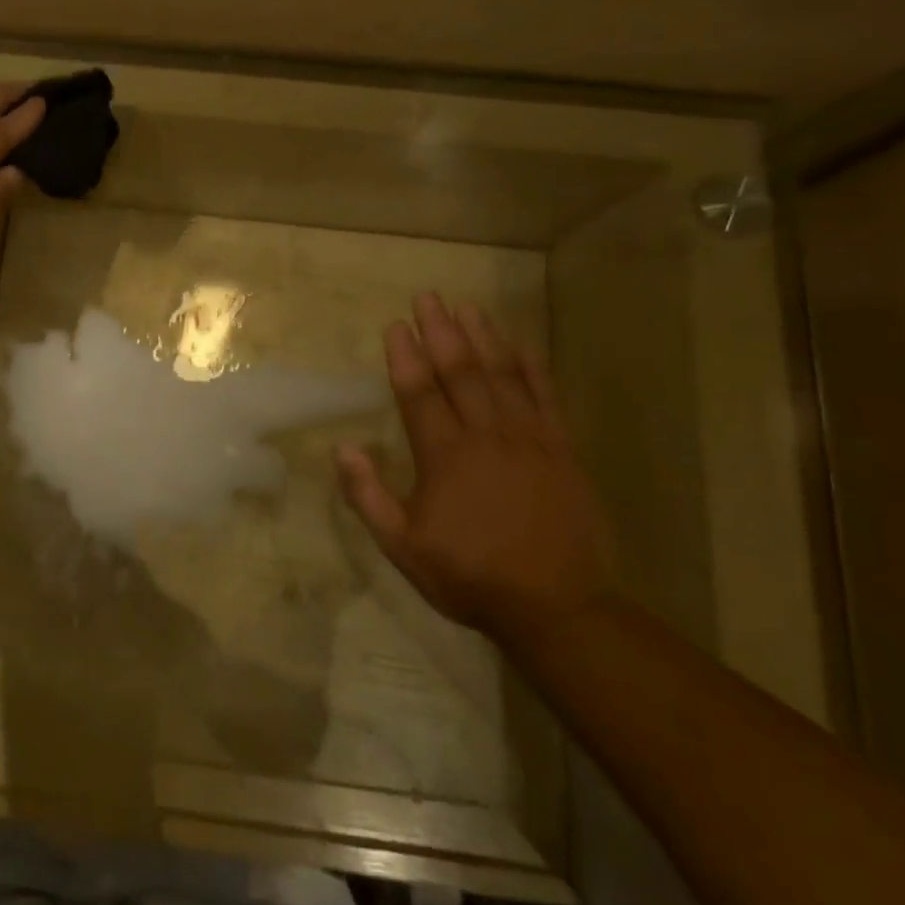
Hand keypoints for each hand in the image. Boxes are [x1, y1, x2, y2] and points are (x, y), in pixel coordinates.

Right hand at [334, 294, 615, 639]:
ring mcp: (530, 439)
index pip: (419, 393)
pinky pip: (545, 396)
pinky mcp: (562, 449)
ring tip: (466, 306)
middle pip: (460, 371)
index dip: (405, 357)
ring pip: (502, 375)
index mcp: (445, 457)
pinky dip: (531, 365)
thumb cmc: (470, 575)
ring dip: (482, 337)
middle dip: (441, 331)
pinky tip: (519, 342)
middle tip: (428, 298)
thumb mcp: (402, 546)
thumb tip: (342, 447)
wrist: (557, 606)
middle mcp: (487, 436)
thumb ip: (368, 495)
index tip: (395, 325)